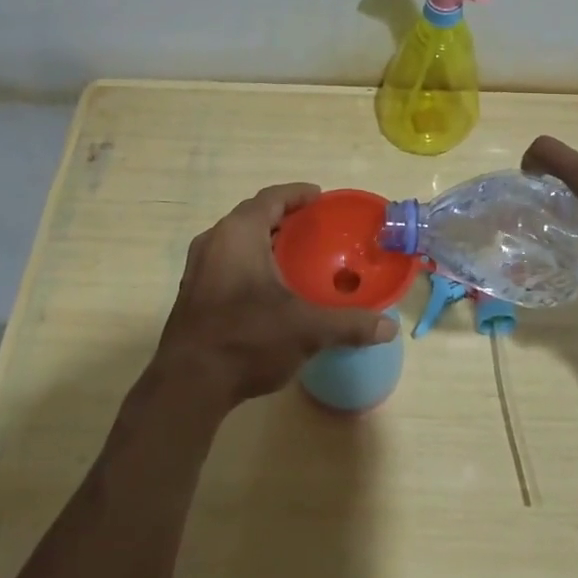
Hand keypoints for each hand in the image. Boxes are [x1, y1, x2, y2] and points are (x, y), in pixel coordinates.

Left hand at [153, 184, 395, 410]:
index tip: (319, 196)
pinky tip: (268, 286)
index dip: (297, 193)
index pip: (271, 198)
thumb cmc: (248, 339)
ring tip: (294, 253)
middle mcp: (214, 241)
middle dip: (282, 216)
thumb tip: (389, 328)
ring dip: (264, 240)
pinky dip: (249, 261)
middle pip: (251, 216)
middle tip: (312, 226)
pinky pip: (225, 261)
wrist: (188, 384)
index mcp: (238, 234)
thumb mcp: (306, 329)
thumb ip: (349, 324)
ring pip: (235, 240)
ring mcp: (198, 268)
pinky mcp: (192, 292)